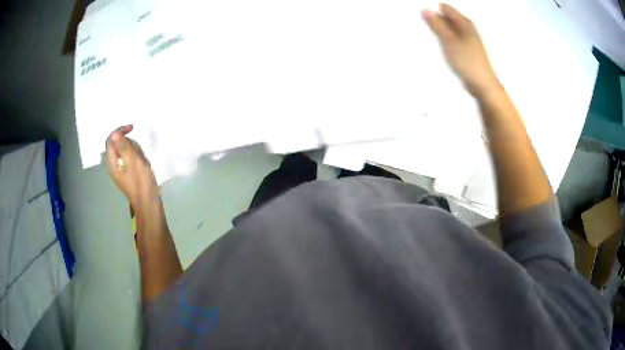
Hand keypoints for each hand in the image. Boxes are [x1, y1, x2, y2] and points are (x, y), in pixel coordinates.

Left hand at [106, 125, 159, 209]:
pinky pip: (132, 160)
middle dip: (131, 145)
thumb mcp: (133, 161)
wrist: (149, 203)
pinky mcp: (128, 174)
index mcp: (112, 163)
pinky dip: (139, 159)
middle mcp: (114, 166)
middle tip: (140, 155)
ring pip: (127, 152)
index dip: (120, 131)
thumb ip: (123, 147)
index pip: (111, 140)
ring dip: (137, 153)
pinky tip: (145, 167)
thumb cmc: (141, 183)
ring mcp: (121, 170)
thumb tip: (114, 134)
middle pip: (119, 145)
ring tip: (144, 163)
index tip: (133, 128)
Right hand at [422, 4, 500, 96]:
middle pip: (447, 17)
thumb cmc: (467, 61)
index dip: (432, 10)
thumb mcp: (448, 40)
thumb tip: (425, 9)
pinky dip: (445, 40)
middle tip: (426, 30)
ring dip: (439, 31)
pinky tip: (440, 47)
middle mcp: (467, 27)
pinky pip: (452, 39)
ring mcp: (468, 39)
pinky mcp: (467, 49)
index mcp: (464, 22)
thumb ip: (436, 24)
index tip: (423, 19)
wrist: (482, 85)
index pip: (444, 7)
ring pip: (449, 29)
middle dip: (435, 20)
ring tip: (432, 39)